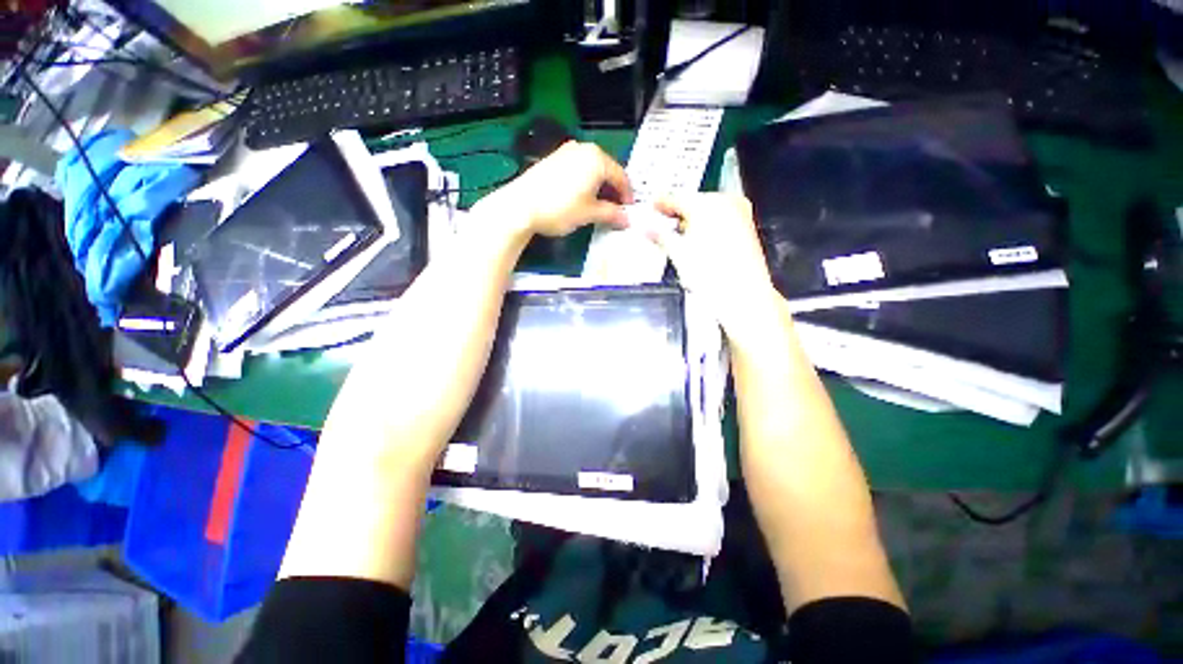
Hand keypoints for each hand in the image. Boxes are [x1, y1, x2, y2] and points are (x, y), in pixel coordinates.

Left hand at [475, 141, 633, 236]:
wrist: (521, 206)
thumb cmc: (560, 208)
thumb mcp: (589, 214)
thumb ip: (611, 214)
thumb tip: (626, 219)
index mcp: (597, 159)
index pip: (621, 176)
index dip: (627, 195)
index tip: (628, 211)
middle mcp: (583, 149)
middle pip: (607, 170)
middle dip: (613, 190)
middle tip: (615, 209)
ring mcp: (566, 152)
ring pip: (592, 169)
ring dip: (599, 187)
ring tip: (599, 205)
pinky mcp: (553, 159)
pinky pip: (578, 169)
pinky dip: (585, 182)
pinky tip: (581, 197)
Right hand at [649, 194, 785, 345]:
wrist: (742, 294)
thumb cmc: (709, 273)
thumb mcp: (678, 254)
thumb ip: (660, 236)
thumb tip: (647, 229)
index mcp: (707, 204)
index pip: (677, 198)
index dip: (662, 203)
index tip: (652, 206)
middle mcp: (726, 202)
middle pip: (694, 203)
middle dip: (677, 213)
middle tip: (661, 223)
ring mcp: (740, 213)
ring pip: (708, 211)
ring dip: (692, 220)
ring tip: (678, 234)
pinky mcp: (747, 226)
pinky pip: (720, 219)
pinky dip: (707, 226)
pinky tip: (698, 240)